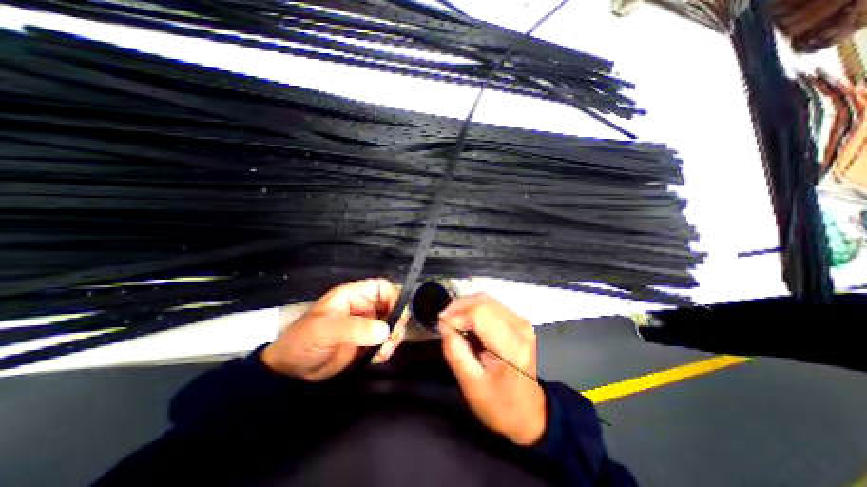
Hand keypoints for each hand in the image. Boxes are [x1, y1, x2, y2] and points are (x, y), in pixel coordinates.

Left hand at [263, 280, 407, 382]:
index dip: (394, 296)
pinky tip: (378, 357)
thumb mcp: (325, 330)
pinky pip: (386, 341)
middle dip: (397, 321)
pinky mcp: (367, 342)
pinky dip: (387, 349)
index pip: (382, 287)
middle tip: (393, 338)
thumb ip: (355, 328)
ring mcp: (367, 325)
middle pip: (392, 305)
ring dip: (394, 337)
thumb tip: (385, 330)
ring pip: (392, 323)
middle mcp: (364, 308)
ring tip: (383, 351)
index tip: (398, 315)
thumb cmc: (303, 342)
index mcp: (353, 296)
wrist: (290, 373)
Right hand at [441, 292, 538, 444]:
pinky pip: (492, 305)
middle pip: (483, 302)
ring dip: (465, 305)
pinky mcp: (518, 321)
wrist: (529, 413)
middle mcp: (520, 327)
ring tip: (451, 319)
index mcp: (512, 346)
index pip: (479, 315)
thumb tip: (444, 325)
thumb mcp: (471, 384)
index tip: (441, 325)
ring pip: (486, 299)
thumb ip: (455, 351)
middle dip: (458, 307)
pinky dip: (474, 308)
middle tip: (443, 320)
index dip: (456, 316)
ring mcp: (521, 322)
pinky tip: (465, 319)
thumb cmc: (499, 404)